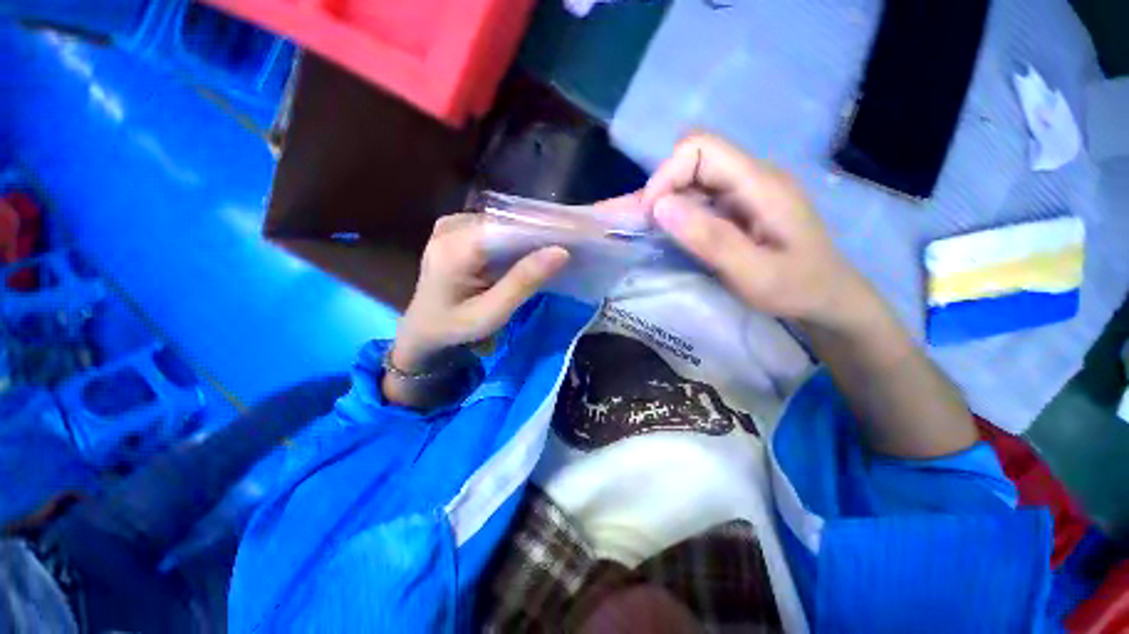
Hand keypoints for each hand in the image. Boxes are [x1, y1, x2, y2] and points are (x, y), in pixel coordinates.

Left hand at [393, 214, 569, 371]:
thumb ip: (523, 282)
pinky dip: (516, 236)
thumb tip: (561, 252)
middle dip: (540, 231)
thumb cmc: (455, 328)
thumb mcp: (491, 313)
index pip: (508, 227)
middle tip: (573, 240)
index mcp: (454, 248)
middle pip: (506, 220)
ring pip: (503, 221)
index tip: (576, 235)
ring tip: (560, 242)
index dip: (544, 228)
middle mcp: (451, 226)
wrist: (423, 328)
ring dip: (531, 232)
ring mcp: (452, 224)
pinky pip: (495, 226)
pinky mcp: (457, 229)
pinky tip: (534, 247)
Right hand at [643, 133, 873, 329]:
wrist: (827, 296)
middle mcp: (752, 176)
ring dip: (666, 200)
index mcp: (761, 184)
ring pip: (693, 177)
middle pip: (693, 158)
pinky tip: (669, 231)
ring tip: (650, 231)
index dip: (667, 175)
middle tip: (646, 227)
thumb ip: (710, 239)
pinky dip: (677, 210)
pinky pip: (699, 195)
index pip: (701, 148)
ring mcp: (746, 189)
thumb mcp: (753, 273)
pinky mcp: (739, 204)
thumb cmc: (796, 288)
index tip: (652, 216)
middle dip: (661, 188)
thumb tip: (661, 207)